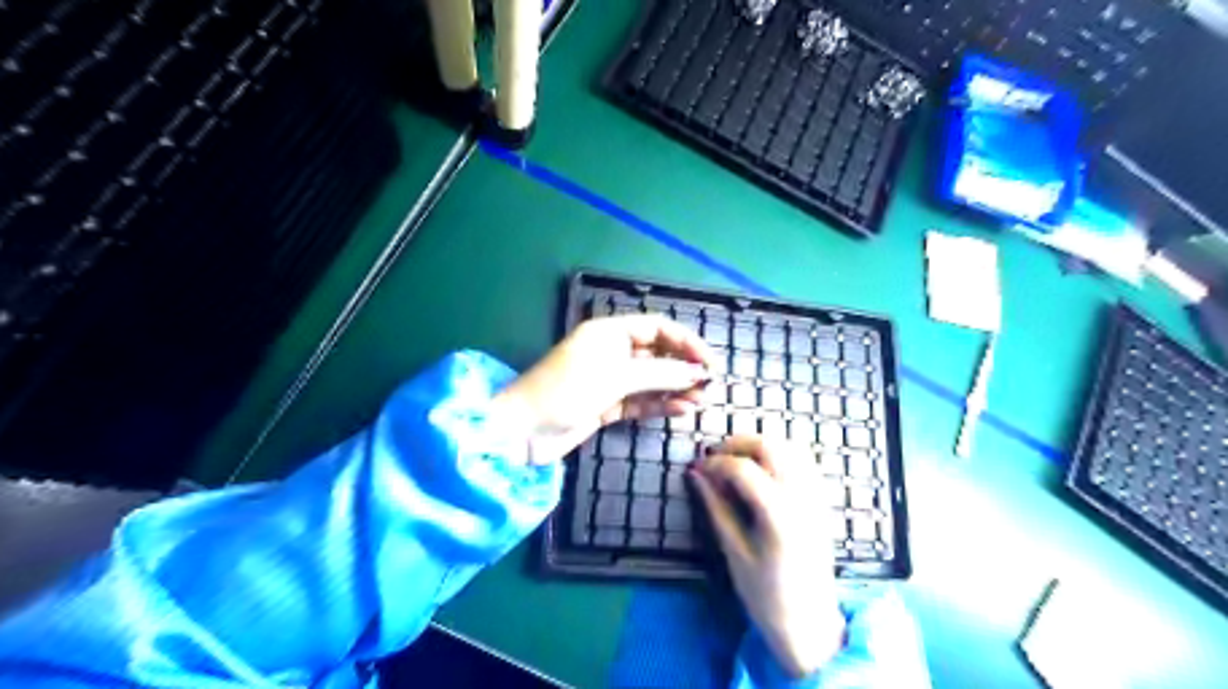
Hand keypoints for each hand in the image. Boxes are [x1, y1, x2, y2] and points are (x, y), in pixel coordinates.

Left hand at [494, 315, 715, 462]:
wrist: (521, 431)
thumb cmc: (565, 391)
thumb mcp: (615, 377)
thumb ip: (659, 373)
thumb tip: (697, 373)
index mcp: (609, 332)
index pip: (657, 328)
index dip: (686, 341)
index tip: (710, 361)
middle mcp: (611, 352)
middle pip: (657, 353)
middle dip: (684, 366)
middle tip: (711, 384)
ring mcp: (609, 380)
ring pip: (651, 379)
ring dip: (676, 387)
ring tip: (703, 399)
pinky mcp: (606, 405)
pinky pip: (640, 401)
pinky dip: (660, 404)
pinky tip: (682, 410)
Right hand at [690, 435, 844, 676]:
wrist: (811, 626)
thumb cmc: (766, 597)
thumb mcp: (734, 553)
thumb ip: (716, 508)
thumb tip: (695, 475)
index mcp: (778, 515)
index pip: (743, 468)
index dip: (715, 463)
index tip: (698, 469)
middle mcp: (802, 499)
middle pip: (771, 446)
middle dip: (738, 444)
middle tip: (715, 458)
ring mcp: (816, 498)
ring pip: (790, 448)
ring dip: (760, 446)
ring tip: (736, 462)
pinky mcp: (821, 503)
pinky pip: (803, 462)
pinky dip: (779, 455)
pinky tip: (762, 472)